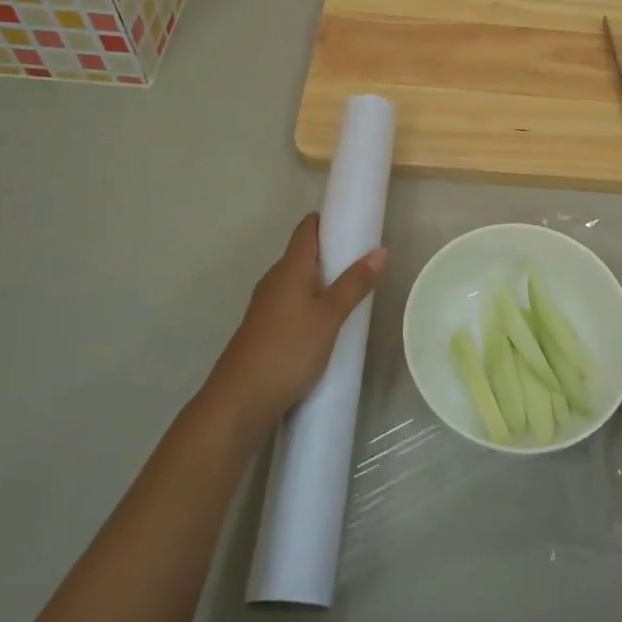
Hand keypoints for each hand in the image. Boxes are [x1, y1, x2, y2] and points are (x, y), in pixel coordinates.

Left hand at [203, 214, 386, 442]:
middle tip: (364, 262)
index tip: (355, 223)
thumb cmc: (289, 349)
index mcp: (290, 267)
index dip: (329, 220)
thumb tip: (380, 250)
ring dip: (322, 281)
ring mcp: (266, 305)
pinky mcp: (264, 329)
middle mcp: (274, 279)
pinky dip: (311, 303)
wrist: (240, 401)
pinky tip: (327, 323)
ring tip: (352, 292)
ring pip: (298, 281)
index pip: (307, 228)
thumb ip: (355, 283)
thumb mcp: (330, 316)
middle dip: (332, 253)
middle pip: (303, 253)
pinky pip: (292, 303)